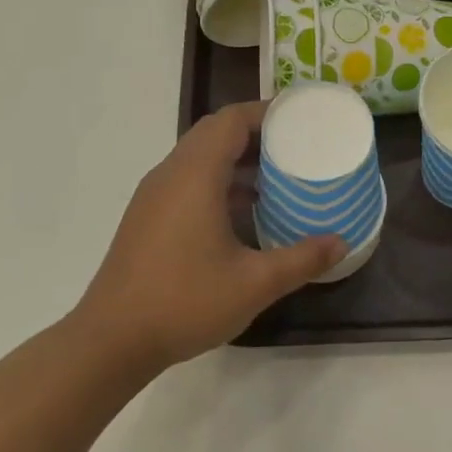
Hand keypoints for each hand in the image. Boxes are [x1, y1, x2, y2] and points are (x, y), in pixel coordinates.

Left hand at [74, 101, 343, 374]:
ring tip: (278, 176)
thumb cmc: (185, 302)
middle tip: (297, 146)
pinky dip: (218, 181)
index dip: (267, 112)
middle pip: (214, 133)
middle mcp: (170, 175)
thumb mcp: (255, 283)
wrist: (111, 340)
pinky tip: (244, 212)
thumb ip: (302, 259)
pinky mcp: (147, 218)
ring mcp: (154, 196)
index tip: (302, 119)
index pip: (230, 120)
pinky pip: (187, 180)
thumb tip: (340, 243)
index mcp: (194, 176)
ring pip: (199, 157)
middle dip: (256, 133)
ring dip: (237, 159)